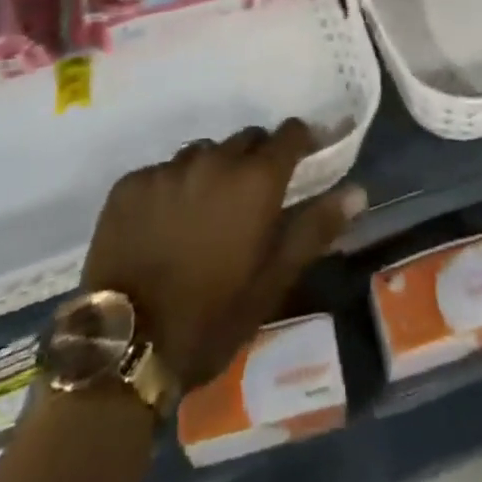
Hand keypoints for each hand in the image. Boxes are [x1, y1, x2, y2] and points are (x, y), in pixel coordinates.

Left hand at [80, 120, 364, 390]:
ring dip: (213, 170)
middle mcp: (213, 160)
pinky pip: (162, 171)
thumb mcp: (272, 281)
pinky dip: (172, 187)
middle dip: (255, 159)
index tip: (303, 157)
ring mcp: (167, 168)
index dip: (299, 141)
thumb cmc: (211, 318)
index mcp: (254, 180)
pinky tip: (164, 224)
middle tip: (252, 198)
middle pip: (245, 140)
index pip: (288, 134)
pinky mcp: (130, 183)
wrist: (124, 347)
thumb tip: (358, 191)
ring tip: (206, 212)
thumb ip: (315, 228)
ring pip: (203, 153)